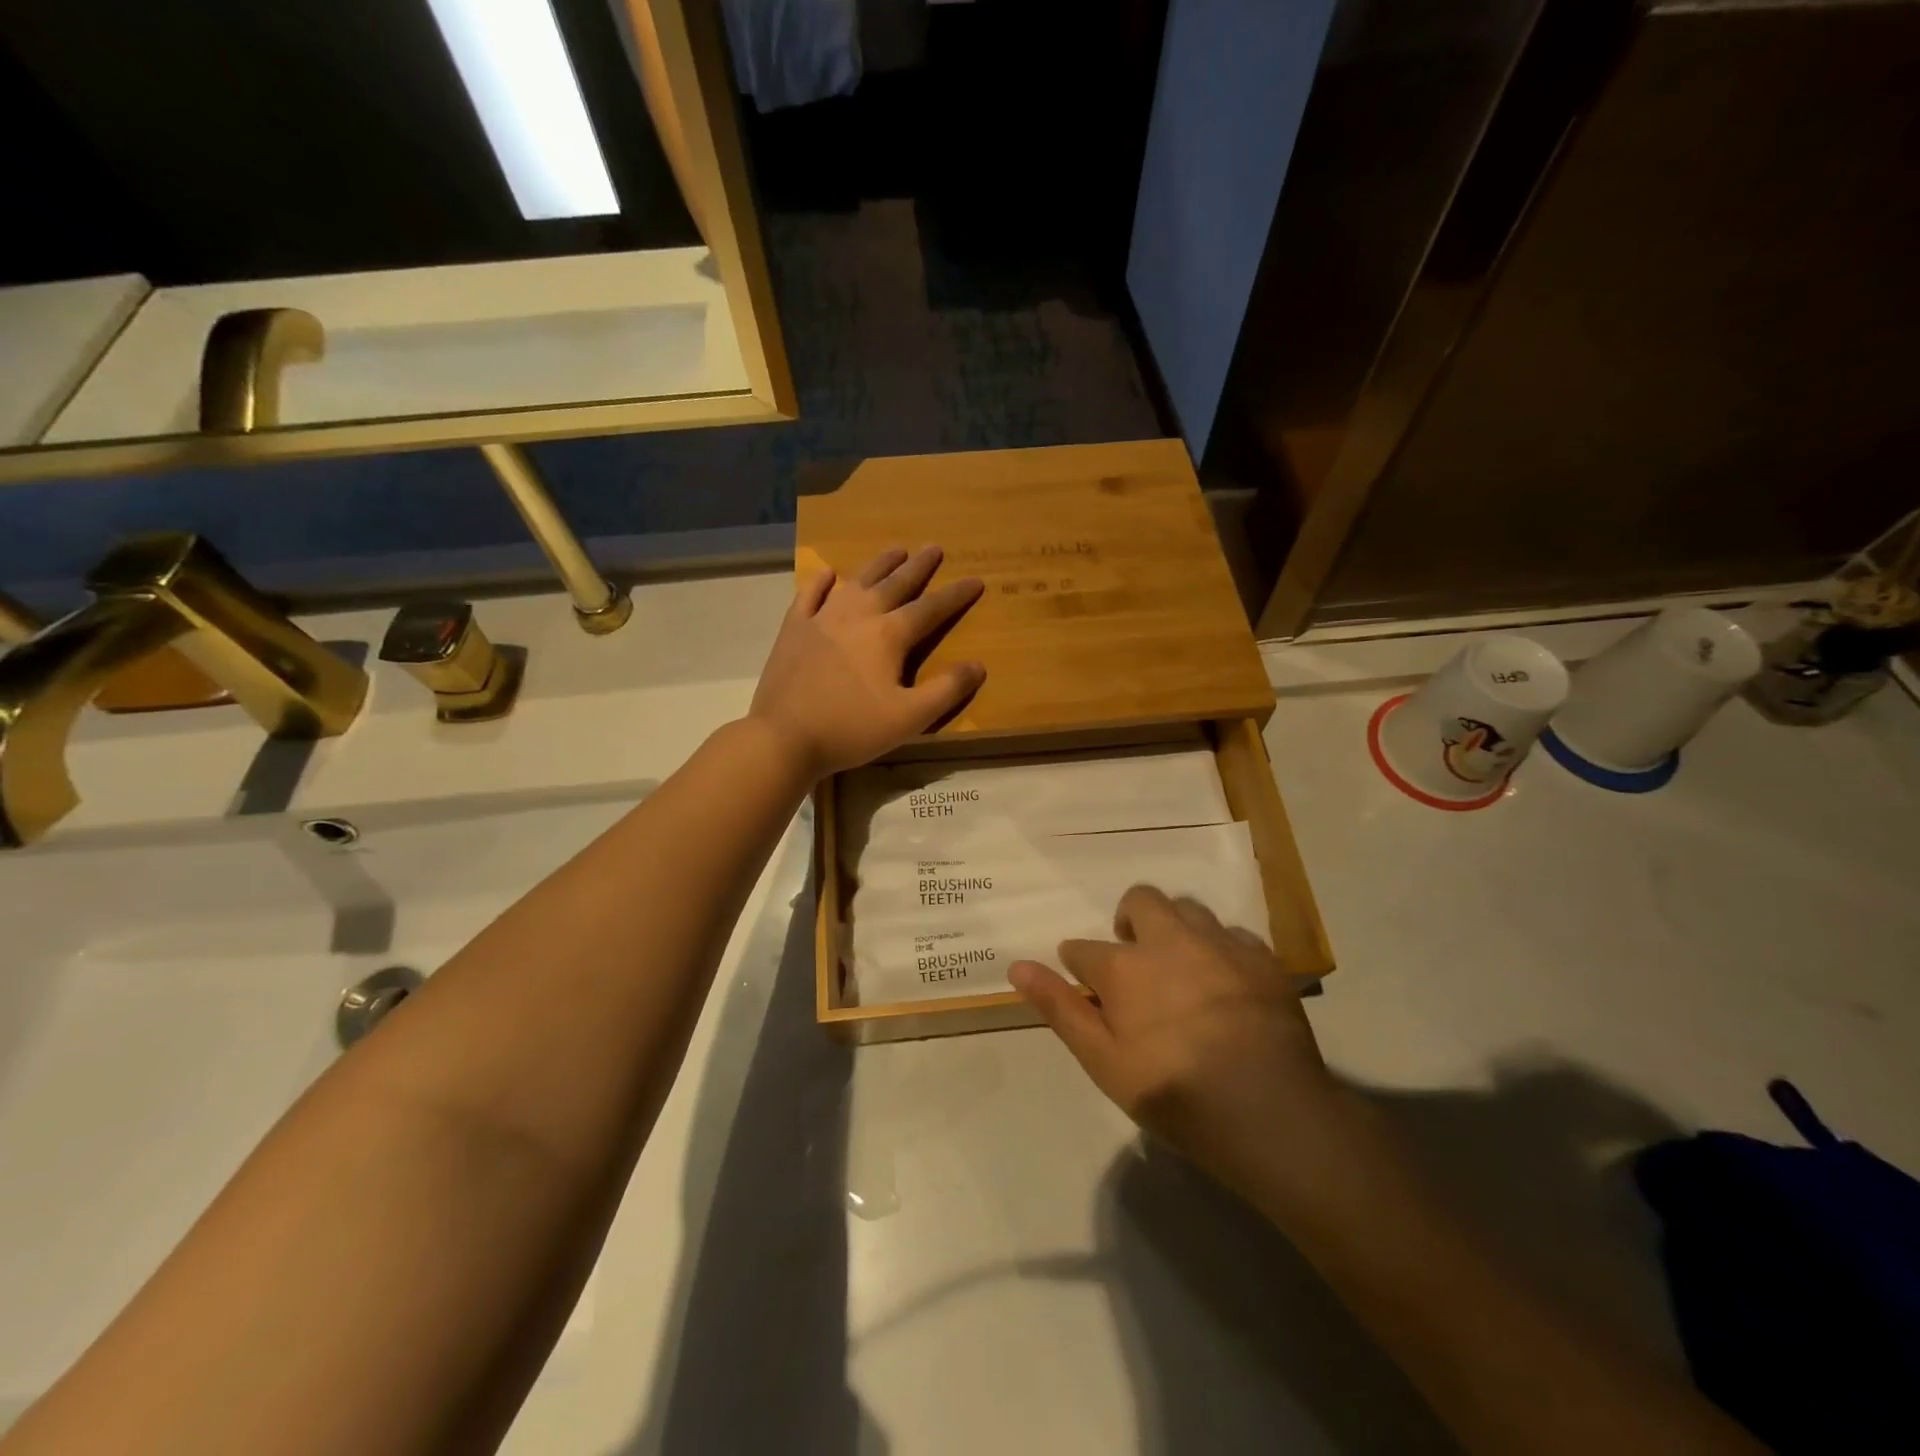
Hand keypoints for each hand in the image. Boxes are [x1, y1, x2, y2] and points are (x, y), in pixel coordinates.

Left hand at [749, 546, 985, 780]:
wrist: (784, 736)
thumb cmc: (851, 729)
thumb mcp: (909, 718)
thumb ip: (946, 690)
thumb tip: (978, 665)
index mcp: (889, 635)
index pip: (931, 608)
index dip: (956, 595)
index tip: (976, 580)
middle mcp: (858, 615)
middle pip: (895, 583)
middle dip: (919, 566)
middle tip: (934, 548)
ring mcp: (822, 618)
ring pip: (857, 581)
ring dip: (879, 564)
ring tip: (895, 550)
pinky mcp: (794, 629)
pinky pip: (809, 595)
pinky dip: (821, 582)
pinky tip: (829, 574)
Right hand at [1010, 885, 1343, 1199]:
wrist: (1271, 1113)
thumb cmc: (1175, 1094)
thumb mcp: (1103, 1062)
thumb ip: (1060, 1009)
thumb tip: (1018, 966)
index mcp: (1125, 966)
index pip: (1082, 949)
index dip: (1078, 964)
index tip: (1087, 985)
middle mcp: (1170, 940)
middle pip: (1141, 901)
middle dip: (1129, 920)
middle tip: (1135, 962)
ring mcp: (1220, 944)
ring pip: (1188, 909)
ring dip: (1174, 928)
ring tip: (1179, 967)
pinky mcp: (1262, 958)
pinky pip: (1233, 934)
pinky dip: (1219, 948)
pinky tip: (1225, 982)